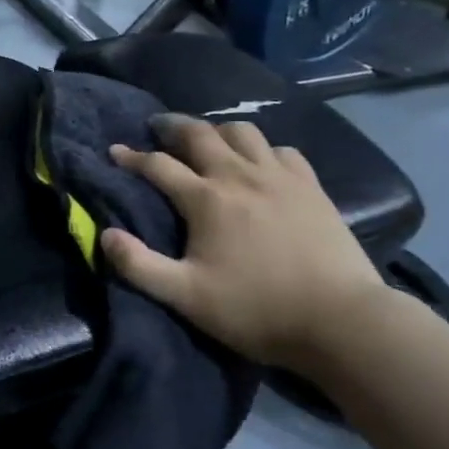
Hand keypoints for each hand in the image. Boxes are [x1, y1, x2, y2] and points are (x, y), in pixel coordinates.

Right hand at [102, 116, 389, 371]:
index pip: (157, 165)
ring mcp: (279, 178)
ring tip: (208, 139)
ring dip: (217, 130)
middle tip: (157, 127)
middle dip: (171, 126)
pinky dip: (264, 149)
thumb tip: (105, 234)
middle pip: (199, 134)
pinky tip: (261, 162)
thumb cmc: (257, 310)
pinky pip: (283, 150)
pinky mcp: (312, 188)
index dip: (131, 157)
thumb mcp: (186, 296)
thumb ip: (139, 266)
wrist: (343, 322)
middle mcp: (239, 176)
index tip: (114, 151)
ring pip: (242, 132)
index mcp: (205, 199)